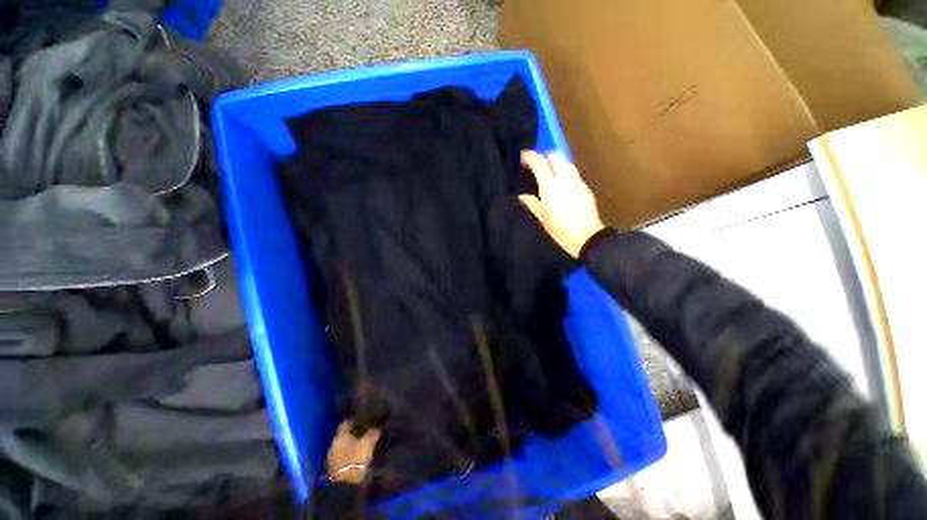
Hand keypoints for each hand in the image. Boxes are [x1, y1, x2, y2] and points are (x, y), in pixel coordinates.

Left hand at [327, 421, 380, 483]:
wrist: (346, 486)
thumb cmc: (356, 459)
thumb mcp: (368, 443)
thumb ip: (372, 433)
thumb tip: (376, 428)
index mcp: (340, 436)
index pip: (346, 423)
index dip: (354, 421)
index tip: (363, 420)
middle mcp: (333, 444)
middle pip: (343, 435)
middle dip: (353, 433)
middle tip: (364, 432)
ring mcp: (332, 457)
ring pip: (342, 446)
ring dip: (350, 444)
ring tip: (362, 444)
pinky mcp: (333, 468)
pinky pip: (342, 455)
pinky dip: (348, 454)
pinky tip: (356, 455)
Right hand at [519, 151, 605, 258]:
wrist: (586, 237)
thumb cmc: (559, 230)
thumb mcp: (542, 218)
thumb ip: (531, 203)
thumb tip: (521, 195)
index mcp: (550, 187)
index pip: (539, 164)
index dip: (530, 156)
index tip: (523, 155)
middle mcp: (564, 179)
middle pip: (556, 156)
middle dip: (545, 155)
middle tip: (537, 162)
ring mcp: (577, 181)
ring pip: (566, 162)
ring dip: (556, 161)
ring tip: (549, 170)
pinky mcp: (585, 186)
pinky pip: (573, 172)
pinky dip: (565, 171)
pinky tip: (561, 181)